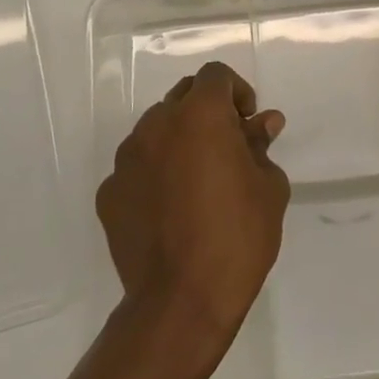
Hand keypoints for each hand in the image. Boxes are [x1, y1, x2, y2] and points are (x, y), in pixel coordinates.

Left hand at [96, 62, 289, 359]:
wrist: (180, 302)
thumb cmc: (237, 236)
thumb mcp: (268, 187)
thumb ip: (260, 146)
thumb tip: (263, 125)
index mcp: (200, 114)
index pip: (215, 75)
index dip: (236, 91)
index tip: (248, 122)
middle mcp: (157, 124)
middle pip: (183, 95)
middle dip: (207, 110)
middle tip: (227, 145)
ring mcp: (127, 158)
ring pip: (156, 129)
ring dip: (178, 139)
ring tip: (197, 178)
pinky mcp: (109, 192)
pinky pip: (136, 167)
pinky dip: (154, 174)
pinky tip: (170, 208)